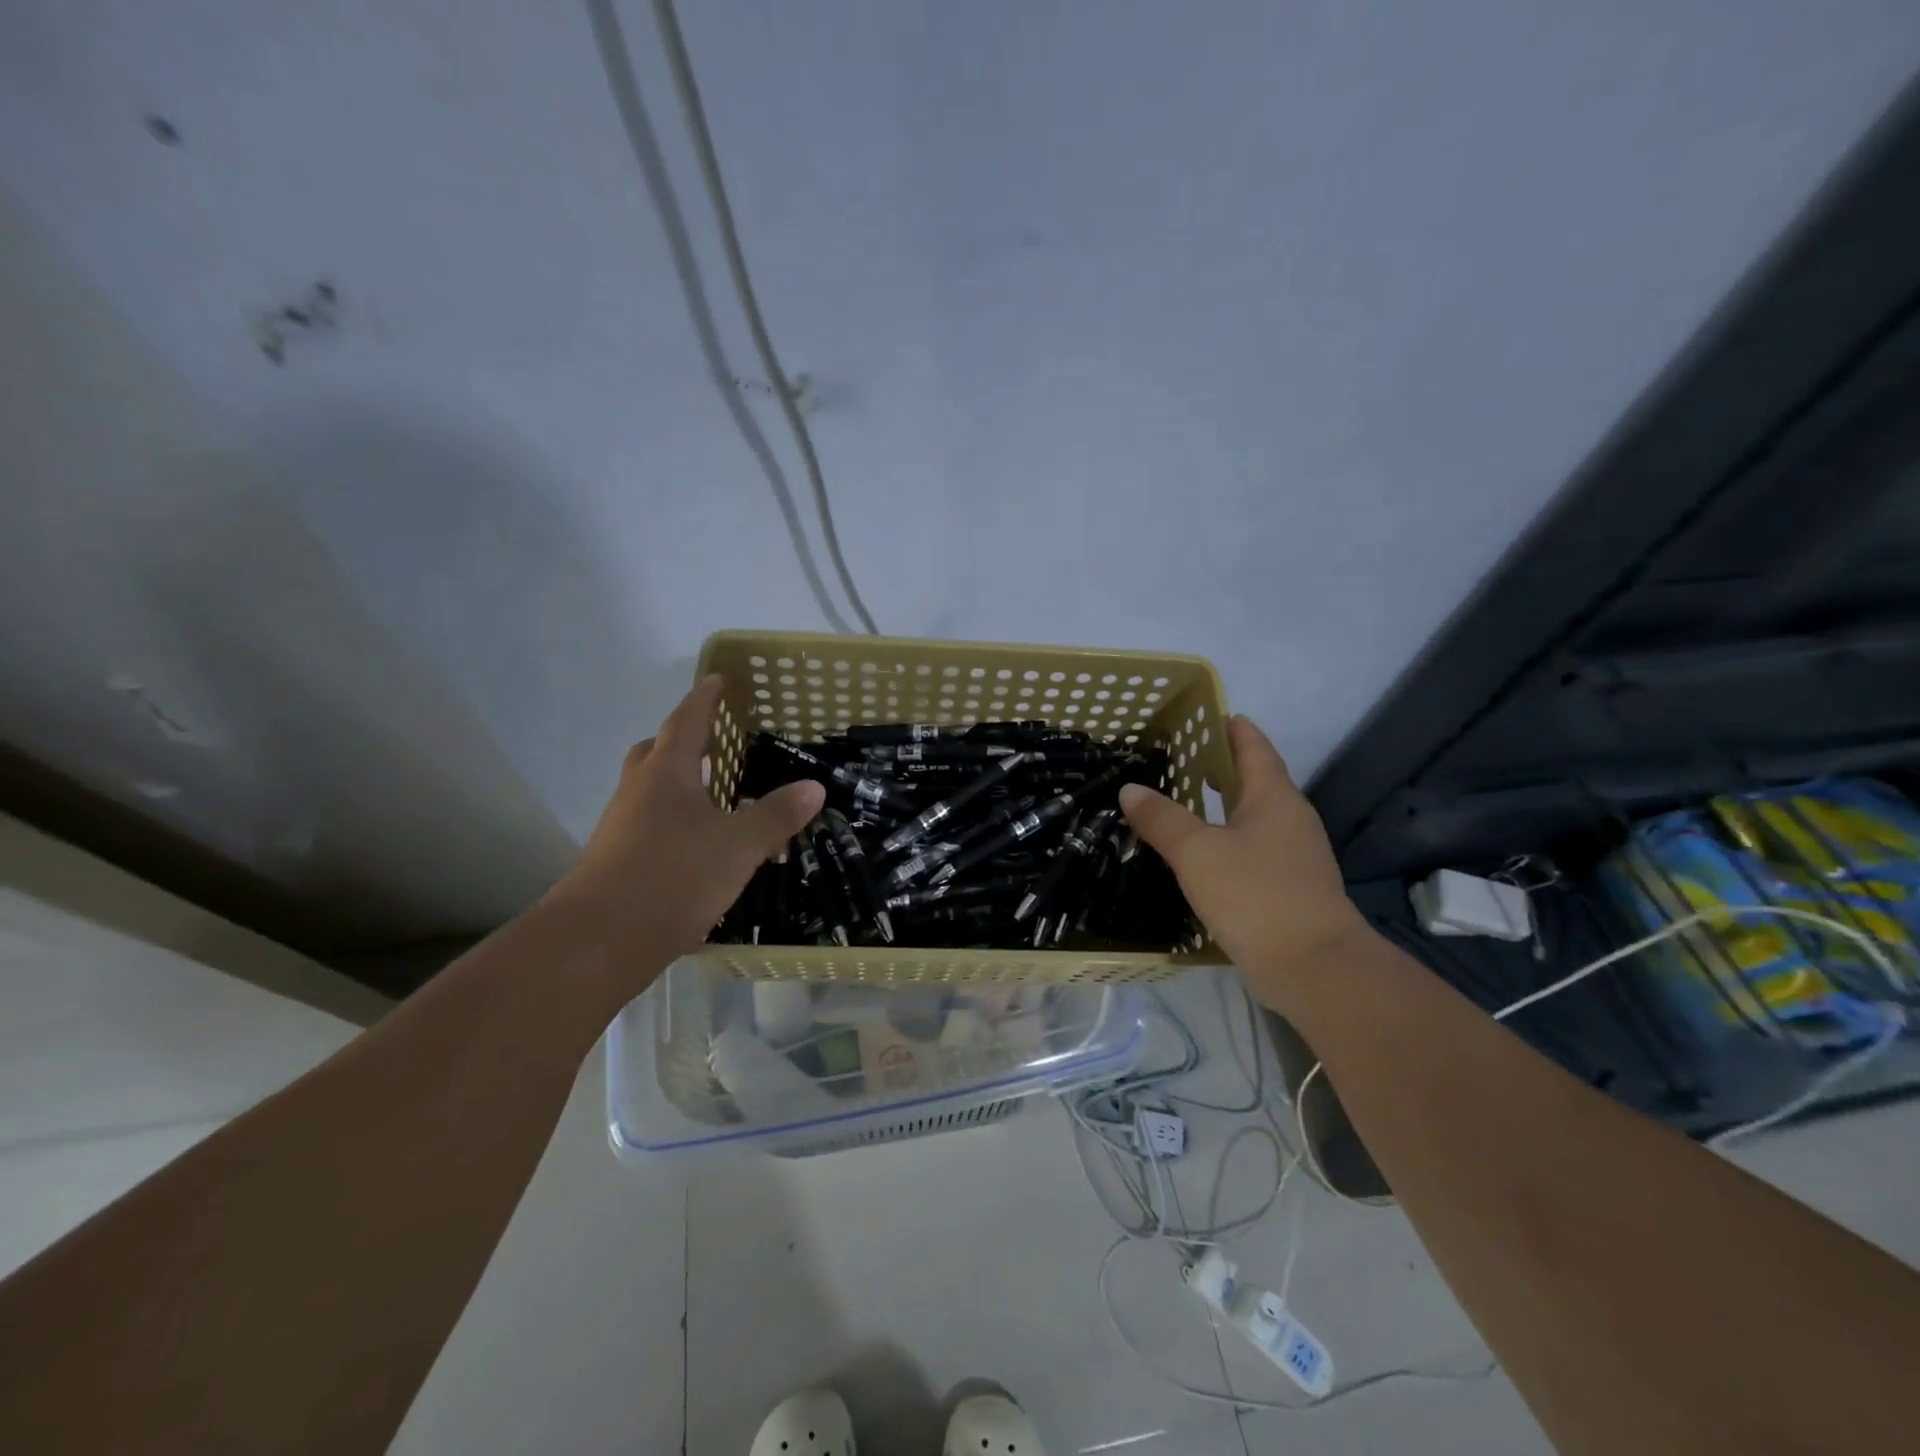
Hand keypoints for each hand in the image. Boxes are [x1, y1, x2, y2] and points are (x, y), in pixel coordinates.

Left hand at [544, 676, 823, 988]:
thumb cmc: (672, 878)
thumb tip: (814, 786)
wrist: (597, 943)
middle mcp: (638, 792)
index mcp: (666, 774)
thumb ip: (776, 815)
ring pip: (650, 790)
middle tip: (715, 742)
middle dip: (683, 740)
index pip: (686, 721)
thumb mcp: (738, 846)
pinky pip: (648, 824)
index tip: (718, 678)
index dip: (705, 698)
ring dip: (678, 783)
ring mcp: (621, 827)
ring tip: (715, 795)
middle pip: (656, 751)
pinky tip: (699, 845)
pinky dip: (674, 821)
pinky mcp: (616, 861)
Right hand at [1119, 715, 1365, 1000]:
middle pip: (1254, 780)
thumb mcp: (1197, 853)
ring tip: (1181, 800)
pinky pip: (1251, 848)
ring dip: (1221, 805)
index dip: (1232, 729)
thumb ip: (1162, 819)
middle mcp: (1289, 819)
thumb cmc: (1256, 896)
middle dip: (1221, 767)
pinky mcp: (1288, 888)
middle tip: (1179, 757)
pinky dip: (1225, 839)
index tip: (1208, 714)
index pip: (1254, 747)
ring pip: (1252, 817)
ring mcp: (1293, 855)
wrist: (1314, 968)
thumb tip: (1131, 789)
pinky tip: (1200, 853)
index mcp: (1274, 797)